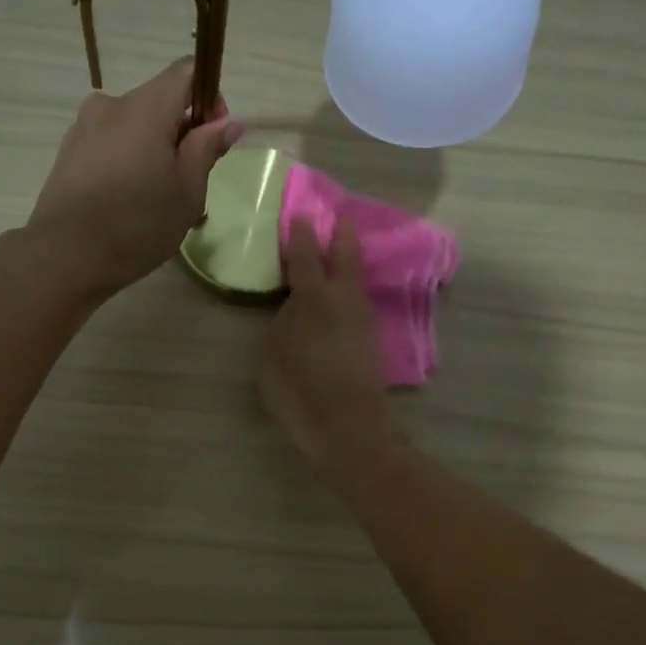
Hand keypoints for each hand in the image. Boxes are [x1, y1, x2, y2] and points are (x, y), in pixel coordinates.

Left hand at [27, 58, 241, 294]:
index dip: (208, 98)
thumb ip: (206, 149)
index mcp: (146, 108)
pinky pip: (110, 142)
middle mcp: (112, 105)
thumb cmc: (138, 225)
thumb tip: (227, 122)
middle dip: (180, 130)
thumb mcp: (187, 192)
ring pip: (133, 124)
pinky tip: (125, 200)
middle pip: (159, 100)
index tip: (212, 138)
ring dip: (152, 147)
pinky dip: (126, 159)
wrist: (66, 256)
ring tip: (154, 196)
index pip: (186, 72)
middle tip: (187, 180)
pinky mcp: (68, 150)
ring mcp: (84, 126)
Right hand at [259, 222, 396, 474]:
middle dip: (342, 235)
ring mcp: (363, 320)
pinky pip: (358, 304)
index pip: (306, 255)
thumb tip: (295, 312)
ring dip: (348, 265)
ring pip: (357, 282)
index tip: (301, 215)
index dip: (301, 234)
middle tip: (341, 217)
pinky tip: (340, 301)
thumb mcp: (273, 355)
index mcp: (315, 298)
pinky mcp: (372, 342)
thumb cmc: (300, 391)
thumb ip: (283, 325)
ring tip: (338, 258)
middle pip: (346, 257)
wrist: (350, 429)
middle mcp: (345, 300)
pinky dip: (349, 293)